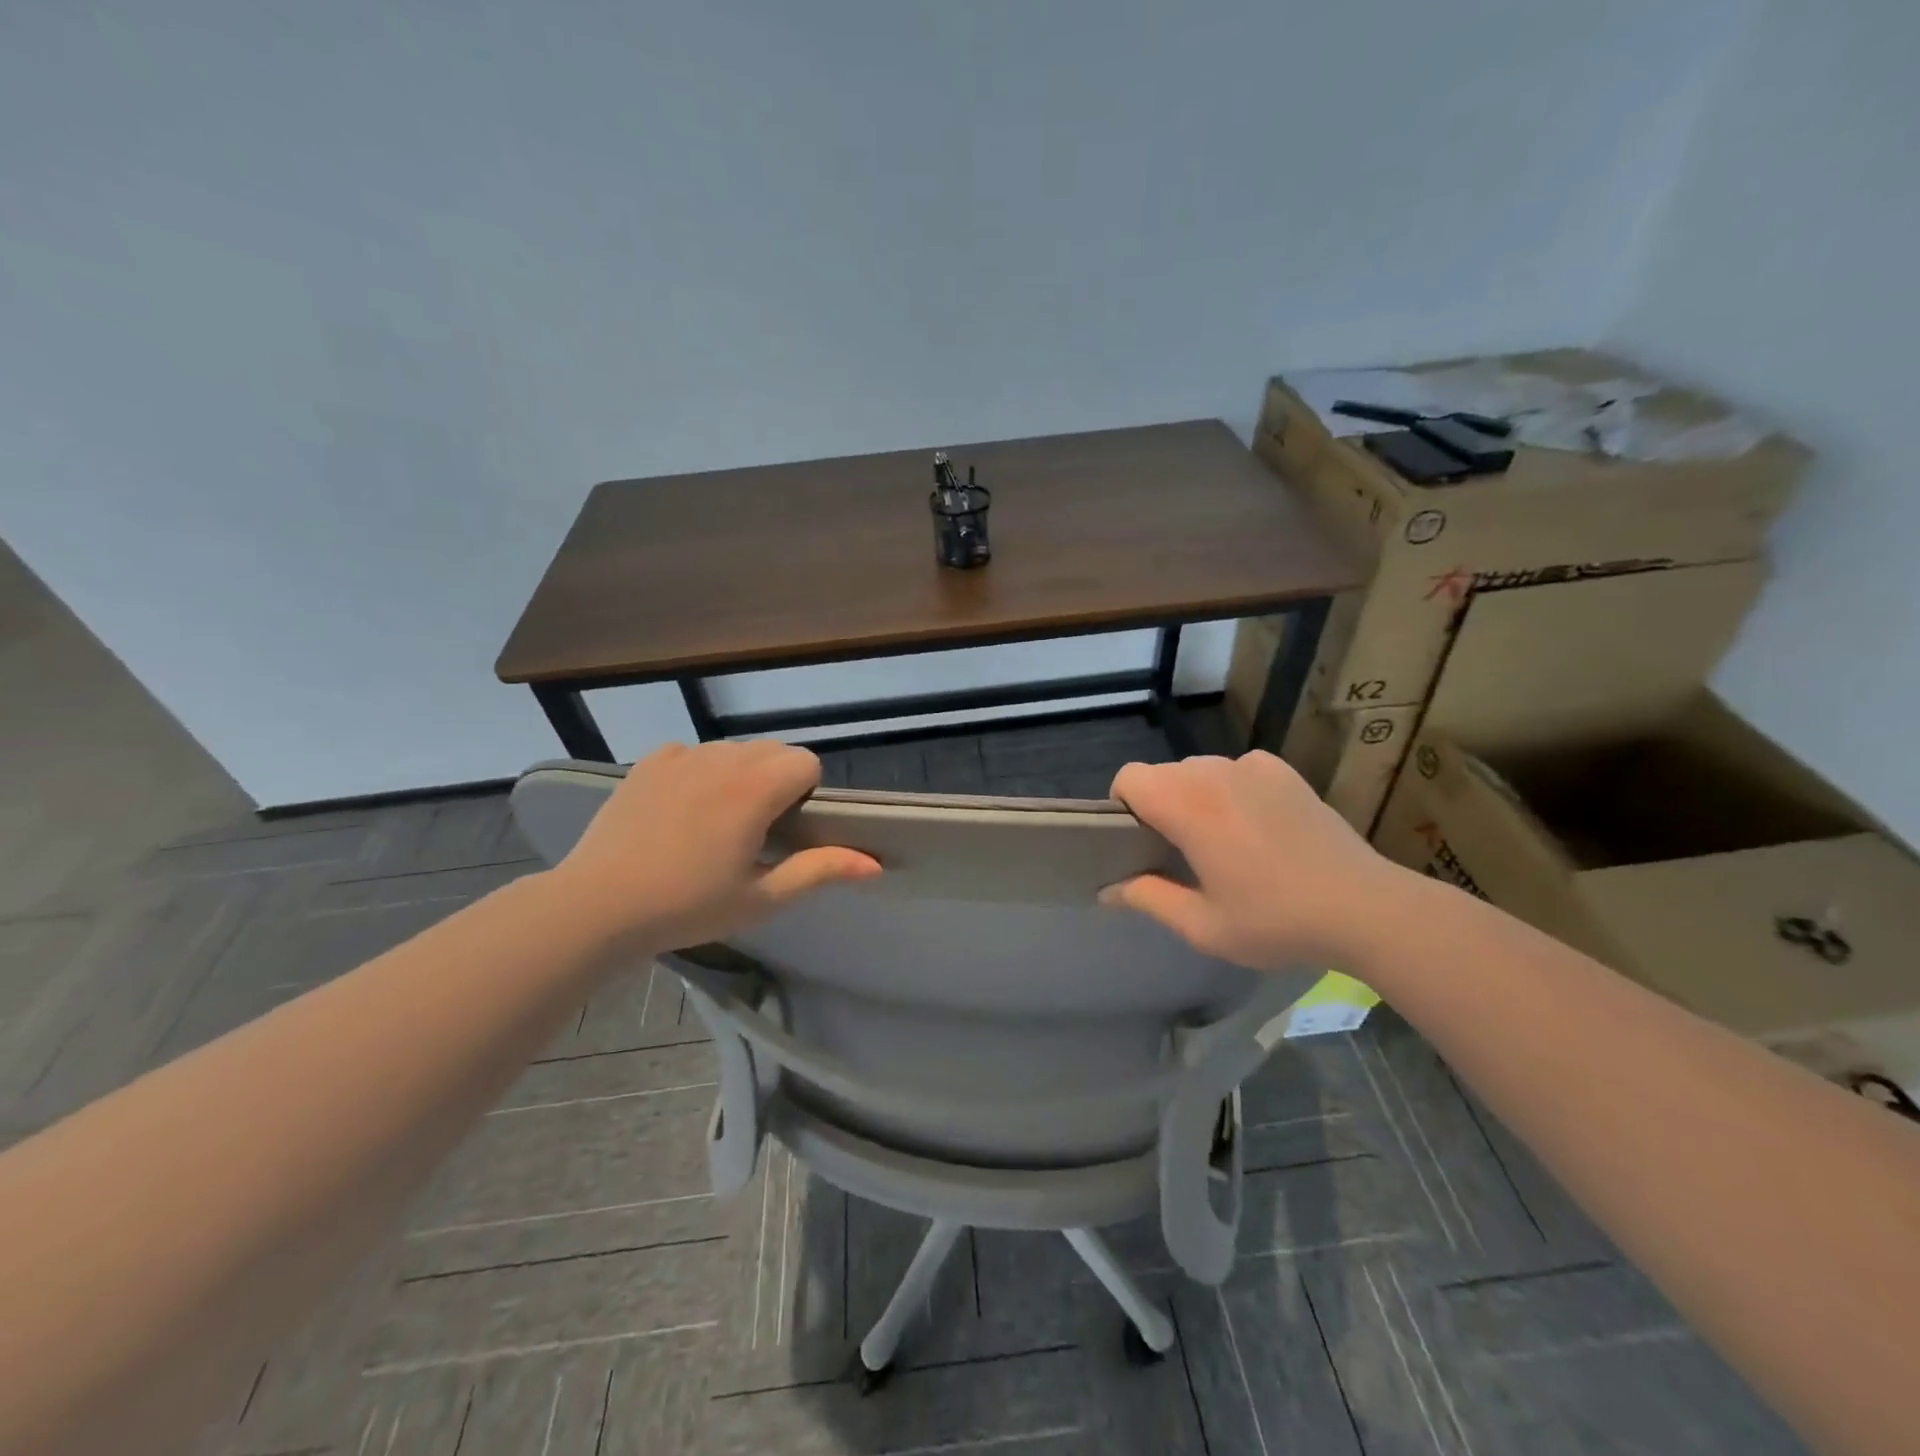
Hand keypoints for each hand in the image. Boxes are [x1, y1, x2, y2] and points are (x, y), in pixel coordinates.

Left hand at [549, 741, 880, 952]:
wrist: (597, 905)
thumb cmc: (687, 906)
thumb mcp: (761, 897)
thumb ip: (821, 871)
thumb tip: (875, 865)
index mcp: (755, 788)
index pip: (806, 761)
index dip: (805, 794)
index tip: (784, 830)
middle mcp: (722, 758)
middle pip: (773, 750)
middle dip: (777, 781)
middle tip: (753, 831)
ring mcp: (681, 755)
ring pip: (734, 750)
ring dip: (739, 775)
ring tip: (713, 823)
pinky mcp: (649, 762)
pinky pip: (692, 753)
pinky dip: (699, 773)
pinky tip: (679, 811)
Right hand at [1101, 750, 1416, 971]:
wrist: (1366, 908)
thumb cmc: (1277, 920)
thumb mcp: (1203, 925)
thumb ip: (1148, 898)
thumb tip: (1108, 889)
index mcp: (1188, 805)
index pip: (1130, 777)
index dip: (1122, 806)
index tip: (1138, 843)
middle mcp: (1216, 773)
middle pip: (1163, 774)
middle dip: (1158, 807)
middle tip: (1180, 854)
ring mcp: (1254, 767)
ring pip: (1199, 771)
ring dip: (1195, 798)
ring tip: (1223, 843)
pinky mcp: (1284, 772)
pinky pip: (1237, 771)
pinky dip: (1231, 791)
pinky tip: (1257, 828)